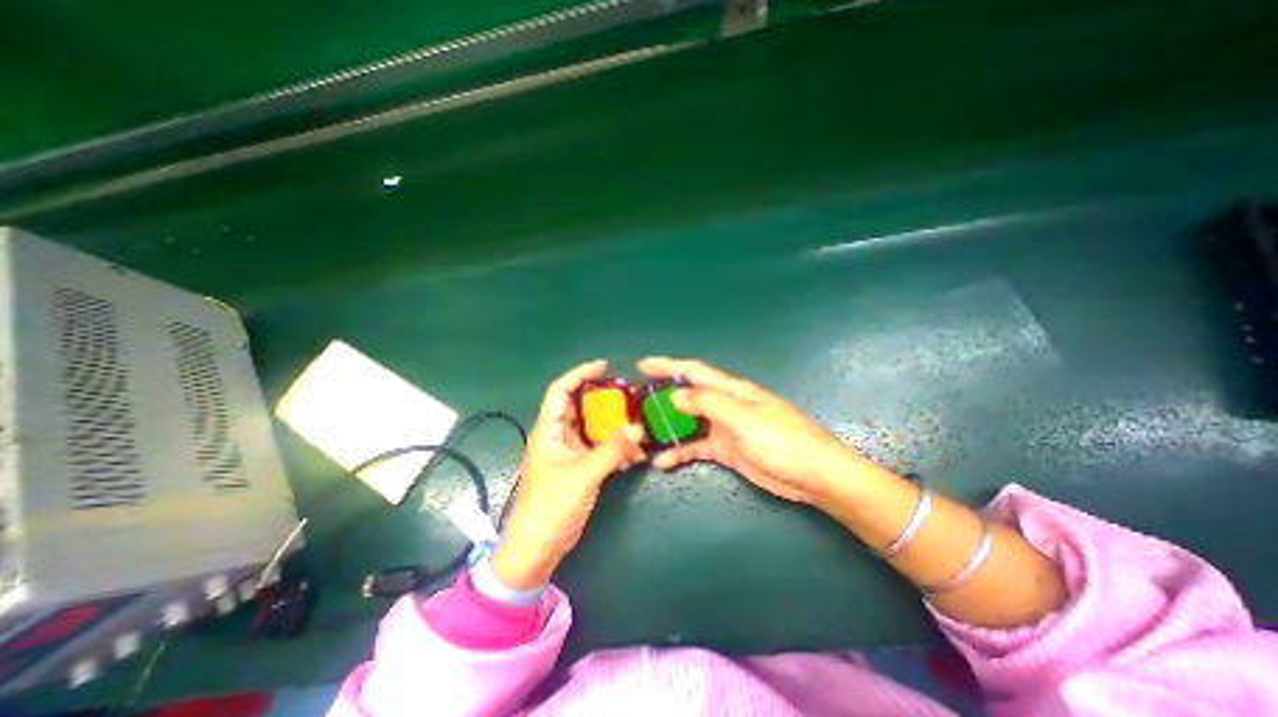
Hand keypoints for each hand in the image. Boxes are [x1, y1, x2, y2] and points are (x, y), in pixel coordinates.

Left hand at [491, 362, 650, 591]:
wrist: (537, 548)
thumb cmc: (550, 508)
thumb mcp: (582, 476)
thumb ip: (611, 451)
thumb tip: (639, 428)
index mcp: (549, 430)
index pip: (561, 391)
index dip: (580, 374)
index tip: (603, 366)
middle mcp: (558, 436)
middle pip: (580, 406)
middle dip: (604, 399)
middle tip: (629, 395)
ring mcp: (569, 452)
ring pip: (593, 428)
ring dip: (613, 426)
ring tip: (637, 424)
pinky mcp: (579, 467)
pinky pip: (600, 448)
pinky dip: (615, 447)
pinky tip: (633, 454)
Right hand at [636, 357, 873, 504]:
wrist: (813, 476)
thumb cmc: (783, 441)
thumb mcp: (744, 418)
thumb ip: (709, 403)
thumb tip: (675, 395)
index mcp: (731, 390)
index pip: (694, 371)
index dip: (668, 365)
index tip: (642, 365)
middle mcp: (725, 404)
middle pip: (687, 396)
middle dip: (661, 397)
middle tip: (634, 404)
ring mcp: (724, 428)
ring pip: (688, 422)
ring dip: (667, 427)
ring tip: (641, 434)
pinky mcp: (726, 450)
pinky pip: (696, 447)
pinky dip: (679, 452)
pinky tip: (662, 461)